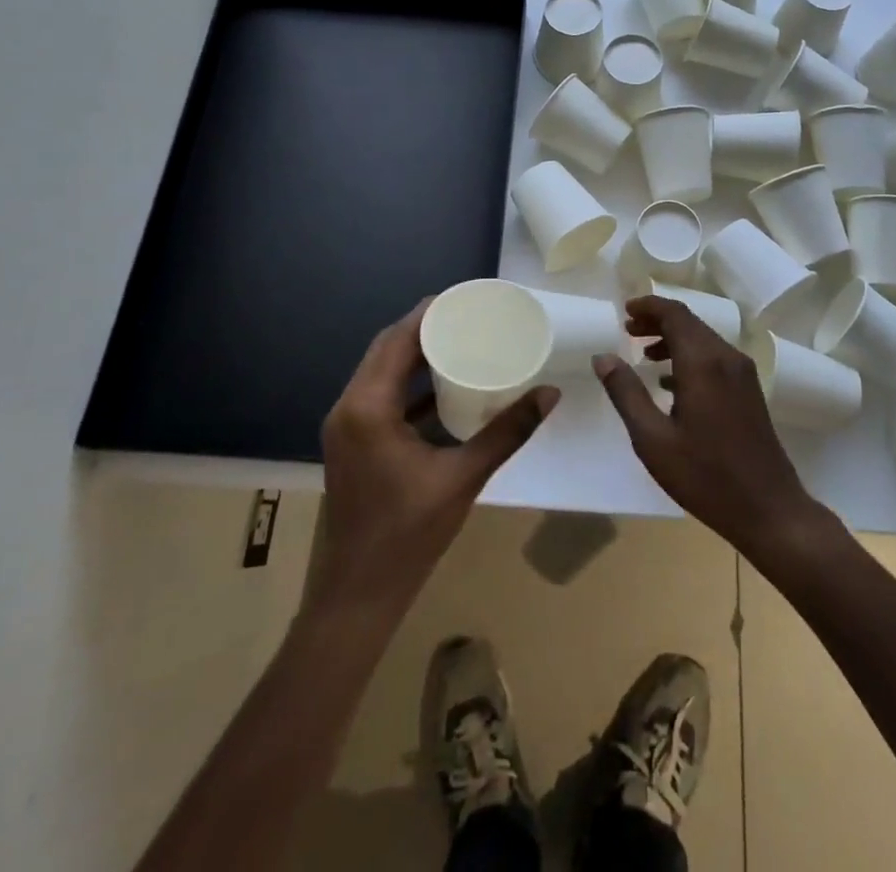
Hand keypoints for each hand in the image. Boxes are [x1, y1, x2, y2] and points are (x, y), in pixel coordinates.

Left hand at [309, 300, 558, 620]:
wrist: (357, 596)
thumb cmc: (408, 535)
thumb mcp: (463, 477)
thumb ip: (507, 432)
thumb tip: (549, 394)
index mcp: (367, 408)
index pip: (395, 341)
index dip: (427, 314)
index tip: (463, 298)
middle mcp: (348, 408)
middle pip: (385, 350)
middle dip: (423, 329)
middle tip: (466, 316)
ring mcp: (346, 428)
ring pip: (379, 373)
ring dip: (413, 355)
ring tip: (457, 340)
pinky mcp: (352, 444)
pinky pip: (379, 397)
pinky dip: (407, 384)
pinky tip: (441, 385)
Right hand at [596, 296, 824, 558]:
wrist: (769, 510)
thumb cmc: (705, 476)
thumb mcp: (653, 439)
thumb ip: (626, 393)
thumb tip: (603, 357)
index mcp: (703, 363)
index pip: (674, 314)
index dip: (648, 307)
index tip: (624, 311)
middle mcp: (726, 358)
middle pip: (689, 323)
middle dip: (657, 322)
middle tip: (627, 331)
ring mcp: (742, 374)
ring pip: (703, 340)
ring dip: (673, 339)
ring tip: (643, 355)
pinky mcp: (750, 391)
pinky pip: (715, 358)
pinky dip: (690, 357)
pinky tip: (670, 383)